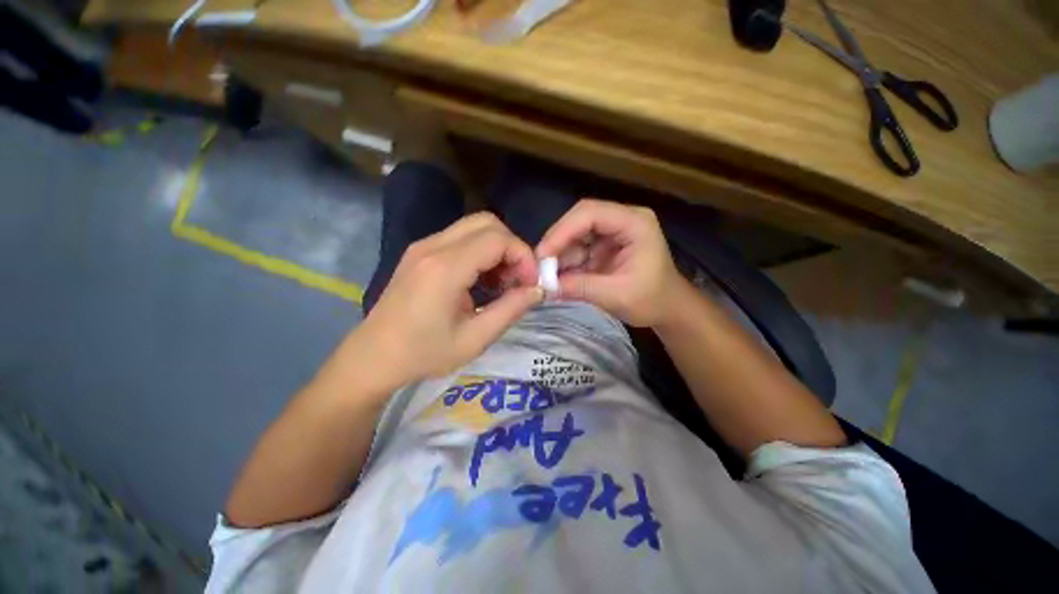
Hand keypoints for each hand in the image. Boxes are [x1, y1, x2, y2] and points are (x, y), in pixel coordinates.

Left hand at [353, 213, 543, 387]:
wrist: (373, 357)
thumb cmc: (424, 354)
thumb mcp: (475, 339)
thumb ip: (511, 309)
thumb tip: (537, 290)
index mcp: (445, 268)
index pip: (497, 239)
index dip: (523, 256)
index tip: (530, 283)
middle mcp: (433, 247)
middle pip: (487, 223)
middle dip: (512, 247)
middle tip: (517, 279)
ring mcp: (423, 246)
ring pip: (474, 227)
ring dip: (497, 248)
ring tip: (502, 282)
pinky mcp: (420, 252)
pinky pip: (460, 238)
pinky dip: (480, 251)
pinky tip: (481, 280)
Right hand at [536, 199, 681, 327]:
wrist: (668, 309)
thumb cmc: (652, 300)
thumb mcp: (617, 295)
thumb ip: (581, 288)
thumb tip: (545, 287)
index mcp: (634, 223)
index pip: (591, 213)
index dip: (562, 231)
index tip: (543, 255)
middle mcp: (621, 220)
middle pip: (579, 220)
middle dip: (557, 243)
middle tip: (539, 266)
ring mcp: (611, 232)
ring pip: (574, 235)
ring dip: (559, 256)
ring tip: (547, 277)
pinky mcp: (602, 246)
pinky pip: (577, 249)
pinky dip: (565, 263)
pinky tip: (557, 278)